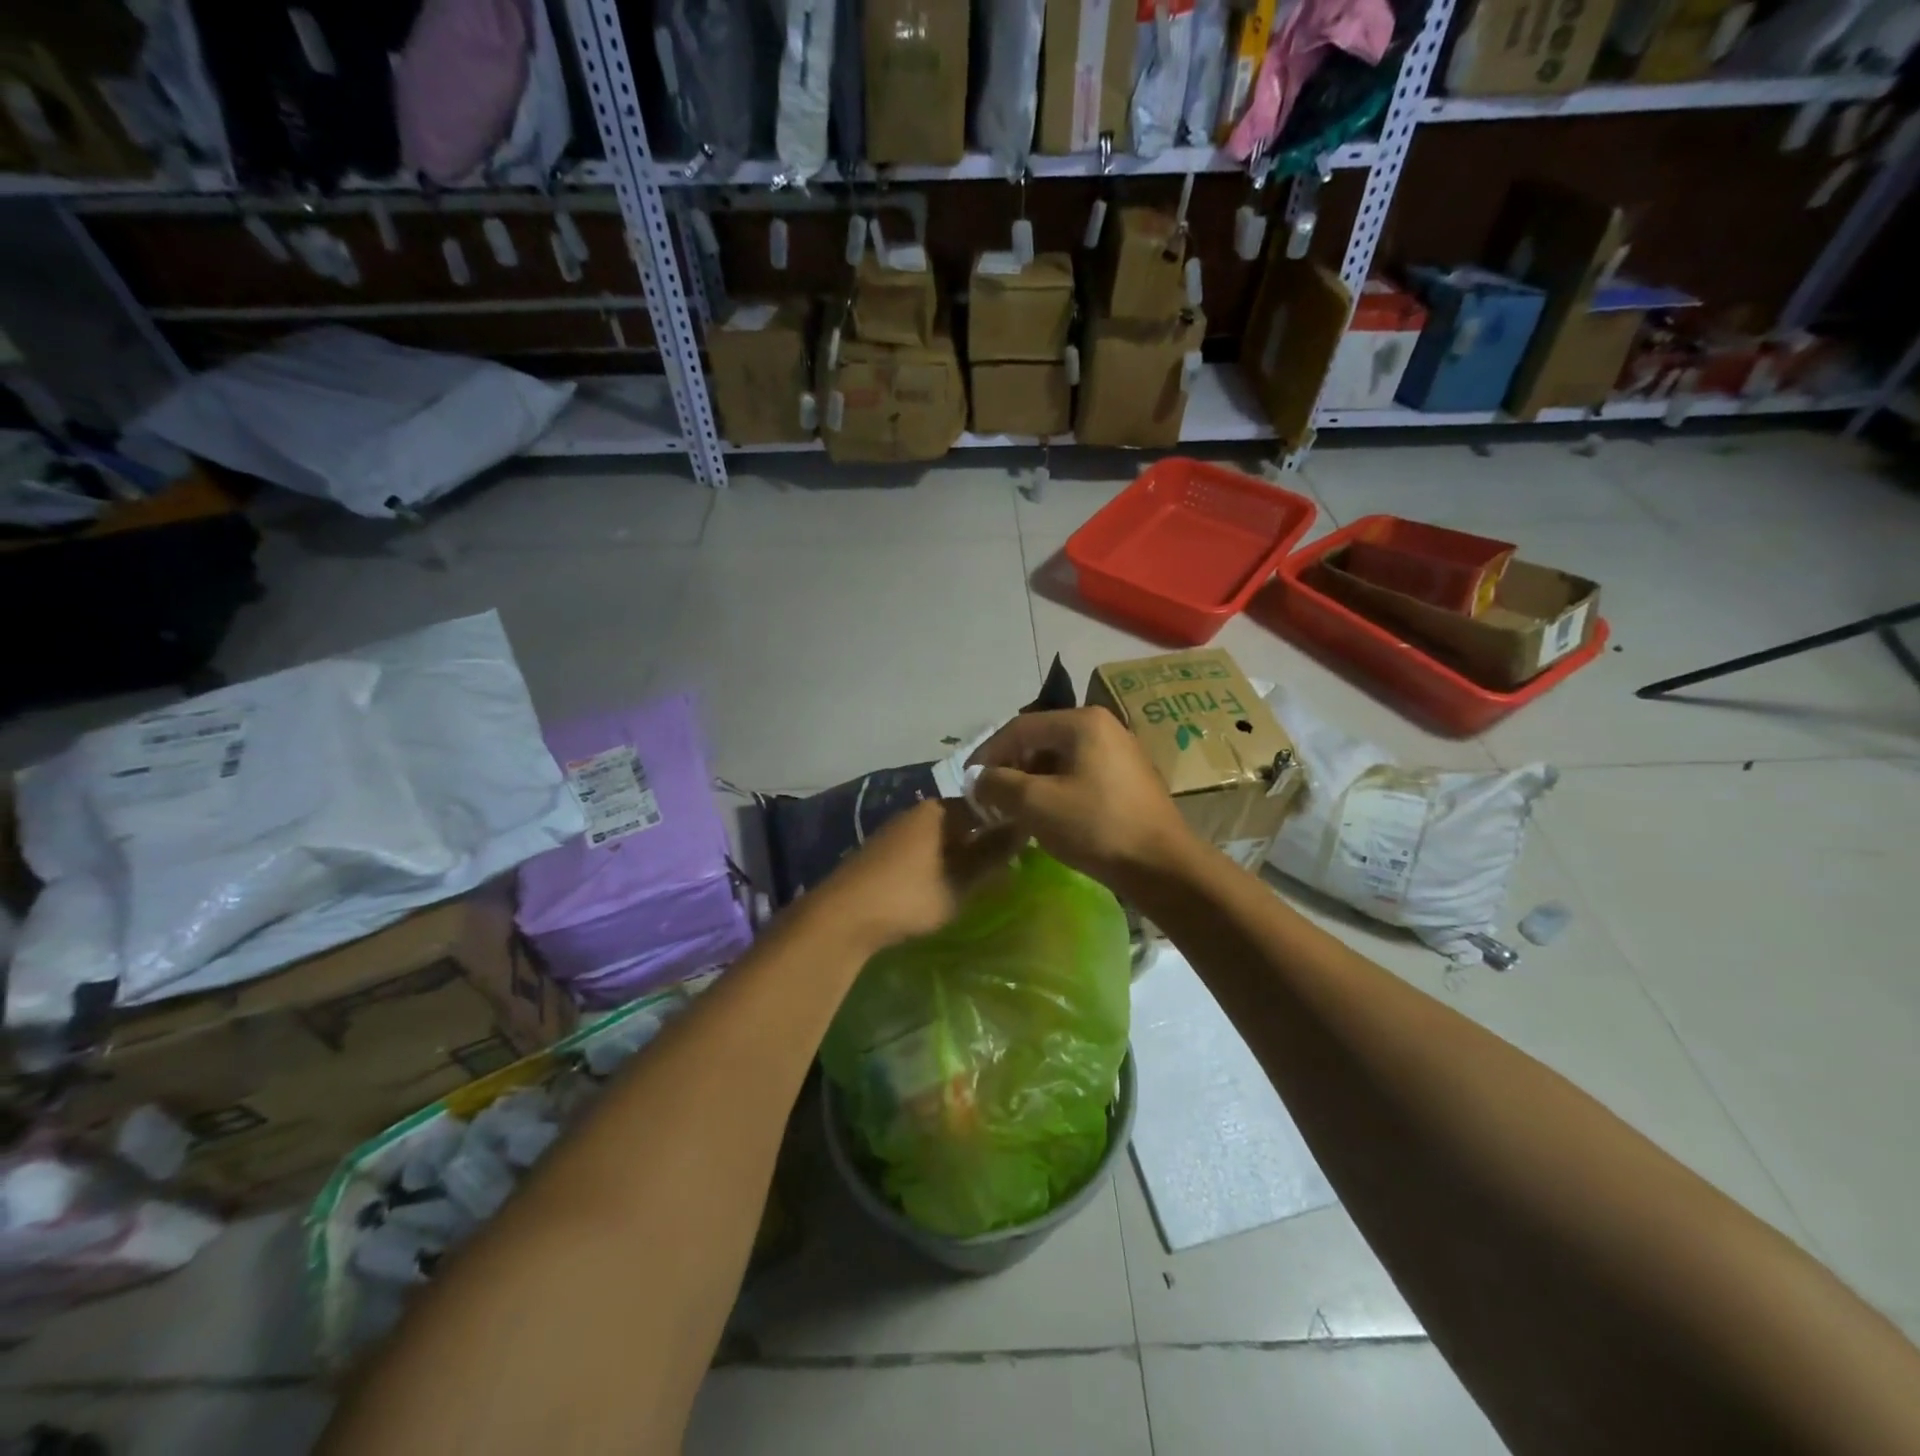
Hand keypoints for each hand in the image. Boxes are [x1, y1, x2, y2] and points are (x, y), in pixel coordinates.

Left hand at [808, 799, 1022, 952]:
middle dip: (983, 840)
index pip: (985, 805)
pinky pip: (922, 849)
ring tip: (978, 879)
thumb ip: (992, 855)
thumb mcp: (961, 881)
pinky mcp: (882, 852)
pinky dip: (938, 862)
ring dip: (960, 853)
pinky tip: (943, 883)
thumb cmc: (910, 896)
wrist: (843, 916)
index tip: (1025, 847)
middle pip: (962, 820)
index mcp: (940, 811)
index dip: (1007, 824)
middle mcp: (918, 812)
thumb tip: (1023, 829)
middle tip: (1005, 867)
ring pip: (941, 836)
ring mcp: (896, 831)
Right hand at [967, 708, 1196, 890]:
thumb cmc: (1096, 827)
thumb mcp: (1036, 804)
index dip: (988, 753)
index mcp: (1082, 722)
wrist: (1162, 866)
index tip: (969, 783)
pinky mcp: (1129, 778)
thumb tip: (977, 779)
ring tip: (1015, 810)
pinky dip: (1056, 789)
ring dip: (1032, 781)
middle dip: (1011, 768)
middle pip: (1041, 739)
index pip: (1019, 727)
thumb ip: (998, 784)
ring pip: (1060, 759)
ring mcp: (1120, 752)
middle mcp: (1104, 726)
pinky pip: (1080, 774)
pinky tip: (1048, 816)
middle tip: (991, 798)